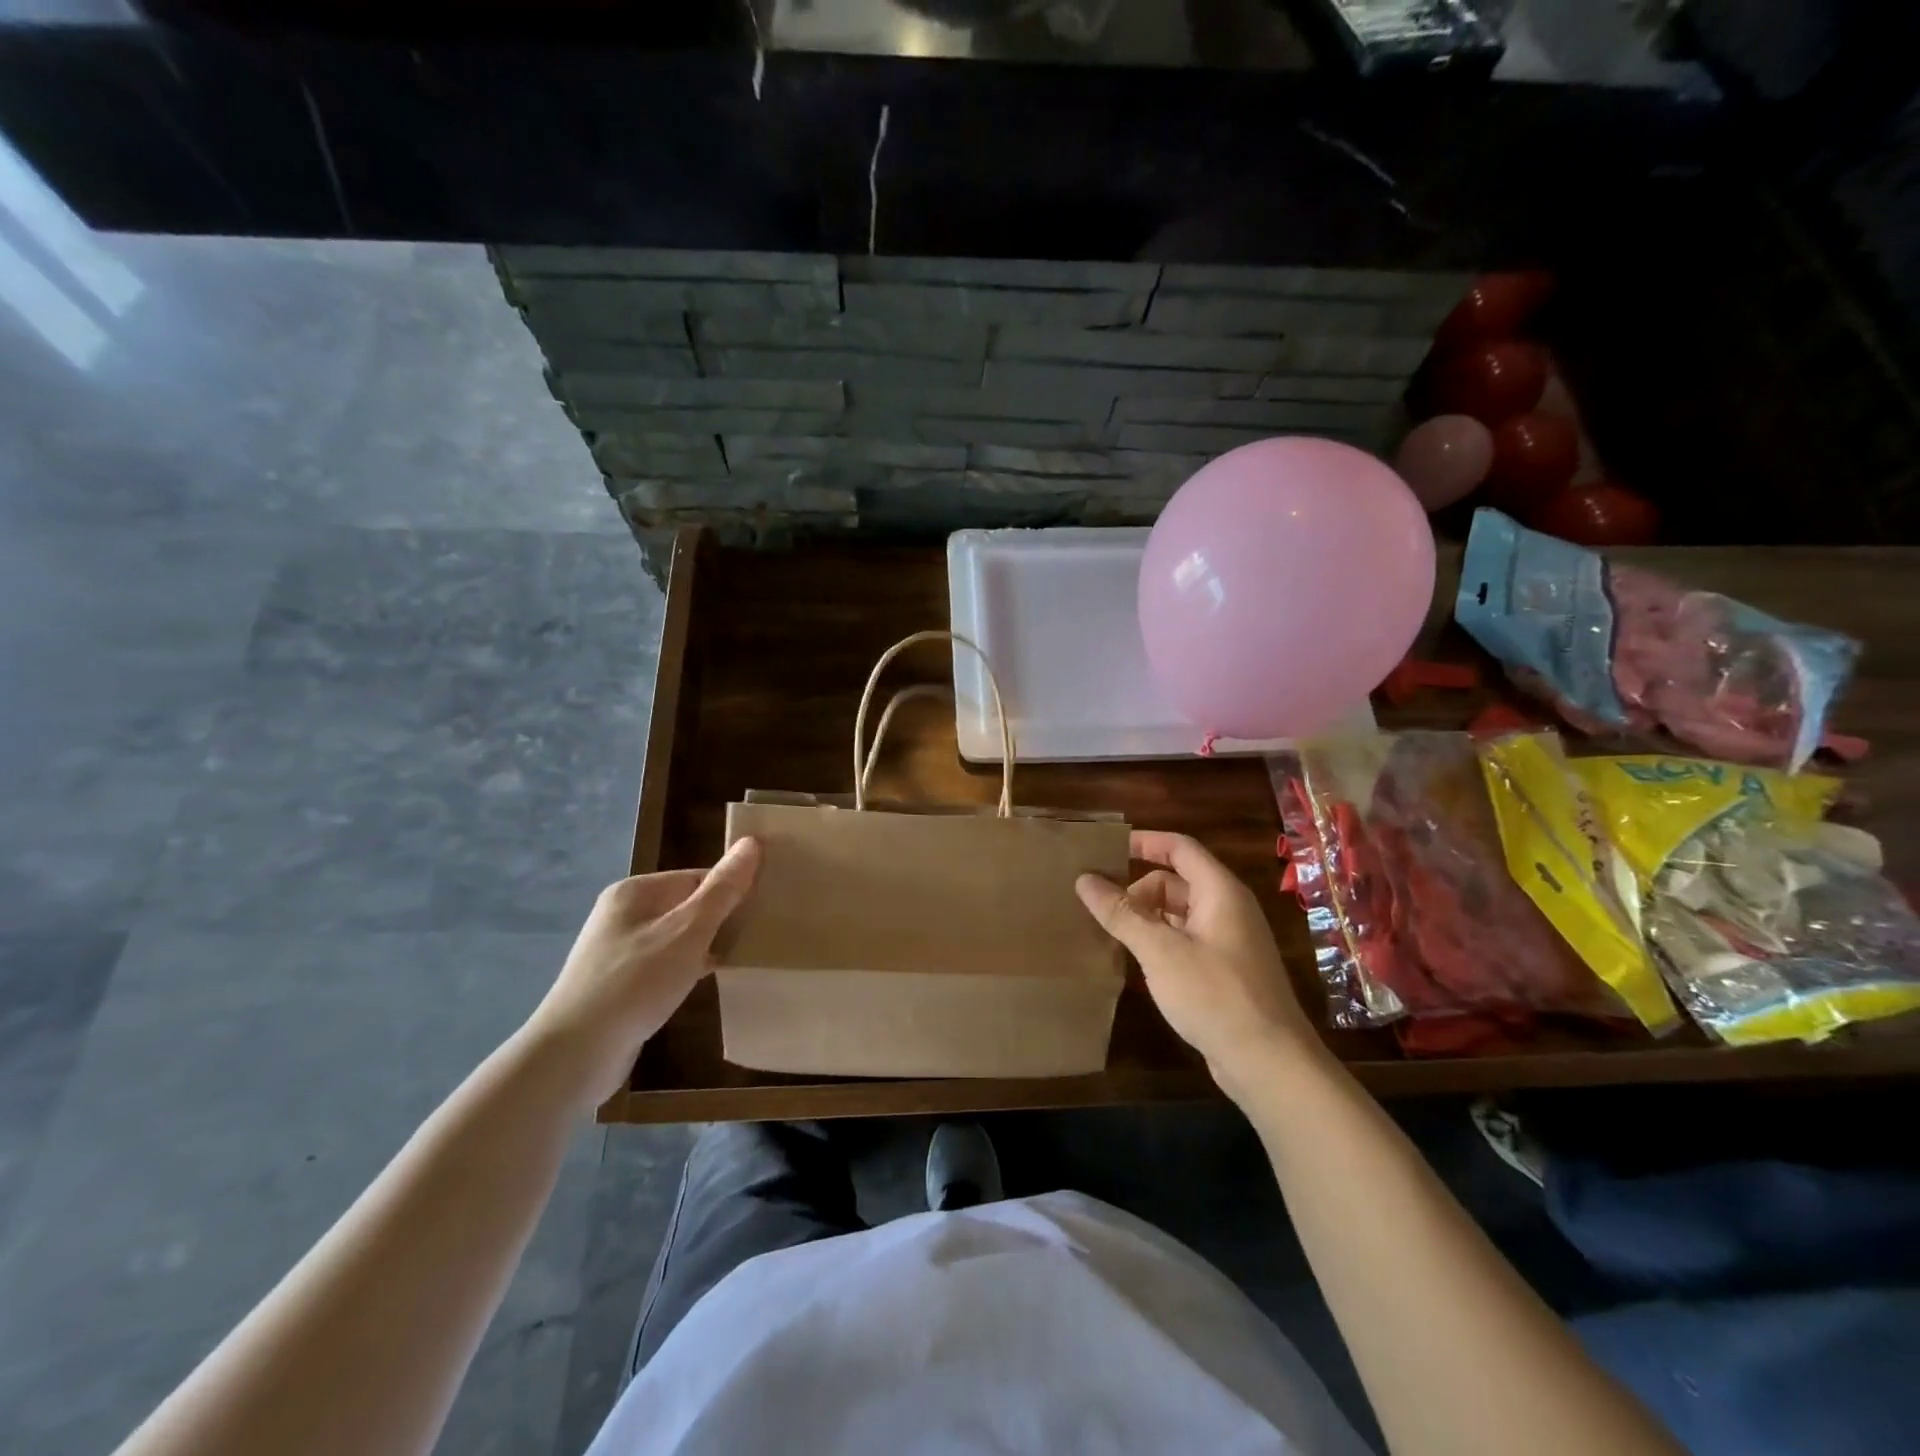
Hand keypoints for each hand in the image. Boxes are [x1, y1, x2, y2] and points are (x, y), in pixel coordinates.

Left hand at [523, 838, 760, 1107]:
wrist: (574, 1056)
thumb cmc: (635, 983)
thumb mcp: (688, 931)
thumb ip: (722, 889)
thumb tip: (752, 842)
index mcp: (635, 892)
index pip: (697, 877)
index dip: (731, 889)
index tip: (766, 907)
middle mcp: (623, 915)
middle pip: (687, 905)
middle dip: (721, 918)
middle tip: (761, 932)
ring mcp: (619, 951)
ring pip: (677, 937)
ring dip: (707, 945)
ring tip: (744, 955)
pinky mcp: (621, 985)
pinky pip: (665, 965)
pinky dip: (688, 969)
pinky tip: (709, 981)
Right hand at [1076, 831, 1317, 1096]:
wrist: (1270, 1063)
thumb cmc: (1215, 995)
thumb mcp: (1160, 951)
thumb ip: (1121, 913)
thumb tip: (1084, 879)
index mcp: (1220, 891)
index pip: (1179, 848)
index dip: (1144, 842)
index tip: (1106, 848)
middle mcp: (1228, 908)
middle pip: (1176, 881)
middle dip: (1137, 889)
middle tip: (1099, 907)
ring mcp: (1229, 941)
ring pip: (1179, 913)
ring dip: (1146, 917)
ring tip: (1109, 934)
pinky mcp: (1225, 970)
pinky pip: (1185, 939)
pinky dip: (1159, 940)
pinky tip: (1135, 961)